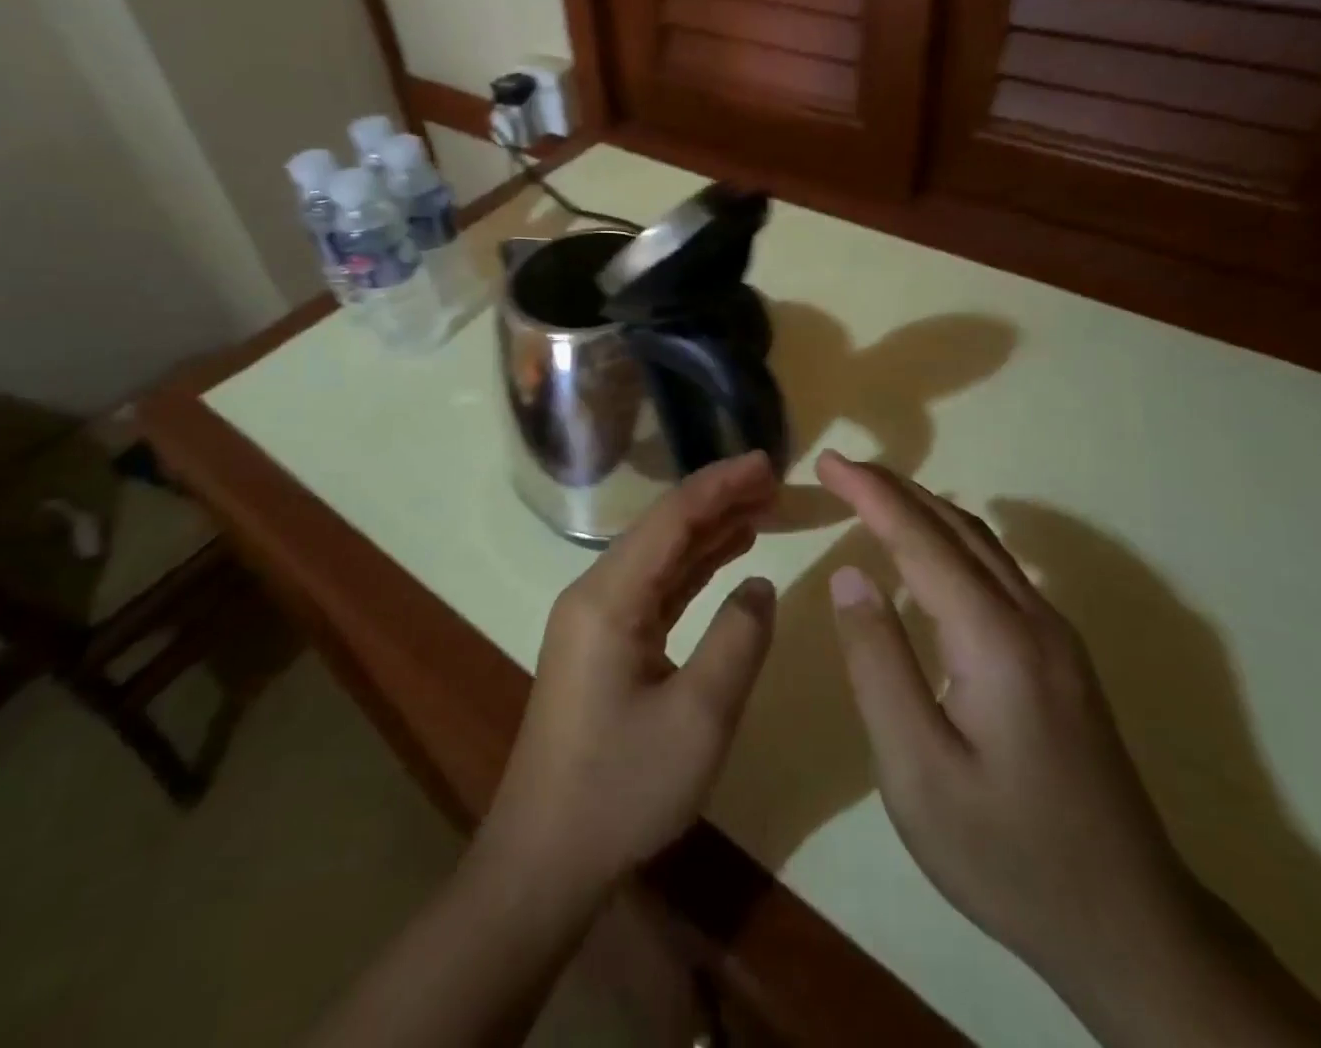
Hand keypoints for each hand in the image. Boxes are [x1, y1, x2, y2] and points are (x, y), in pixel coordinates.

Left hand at [478, 452, 779, 901]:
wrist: (545, 857)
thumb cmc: (622, 788)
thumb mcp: (699, 718)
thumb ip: (738, 640)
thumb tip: (758, 582)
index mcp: (609, 598)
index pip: (671, 519)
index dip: (721, 484)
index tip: (767, 462)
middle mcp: (596, 593)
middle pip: (663, 528)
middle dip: (718, 499)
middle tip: (774, 480)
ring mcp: (596, 617)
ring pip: (660, 555)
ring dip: (708, 529)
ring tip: (761, 506)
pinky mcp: (603, 642)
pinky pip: (654, 586)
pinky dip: (693, 567)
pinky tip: (726, 555)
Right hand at [815, 453, 1193, 982]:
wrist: (1131, 927)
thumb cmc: (1007, 853)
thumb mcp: (916, 769)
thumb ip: (879, 664)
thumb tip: (851, 575)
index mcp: (995, 638)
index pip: (920, 538)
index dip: (870, 493)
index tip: (827, 459)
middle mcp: (1032, 619)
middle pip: (956, 527)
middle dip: (895, 488)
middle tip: (841, 467)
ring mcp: (1056, 637)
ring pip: (983, 545)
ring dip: (924, 509)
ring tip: (874, 495)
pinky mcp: (1061, 658)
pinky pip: (998, 571)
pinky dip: (950, 540)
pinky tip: (931, 553)